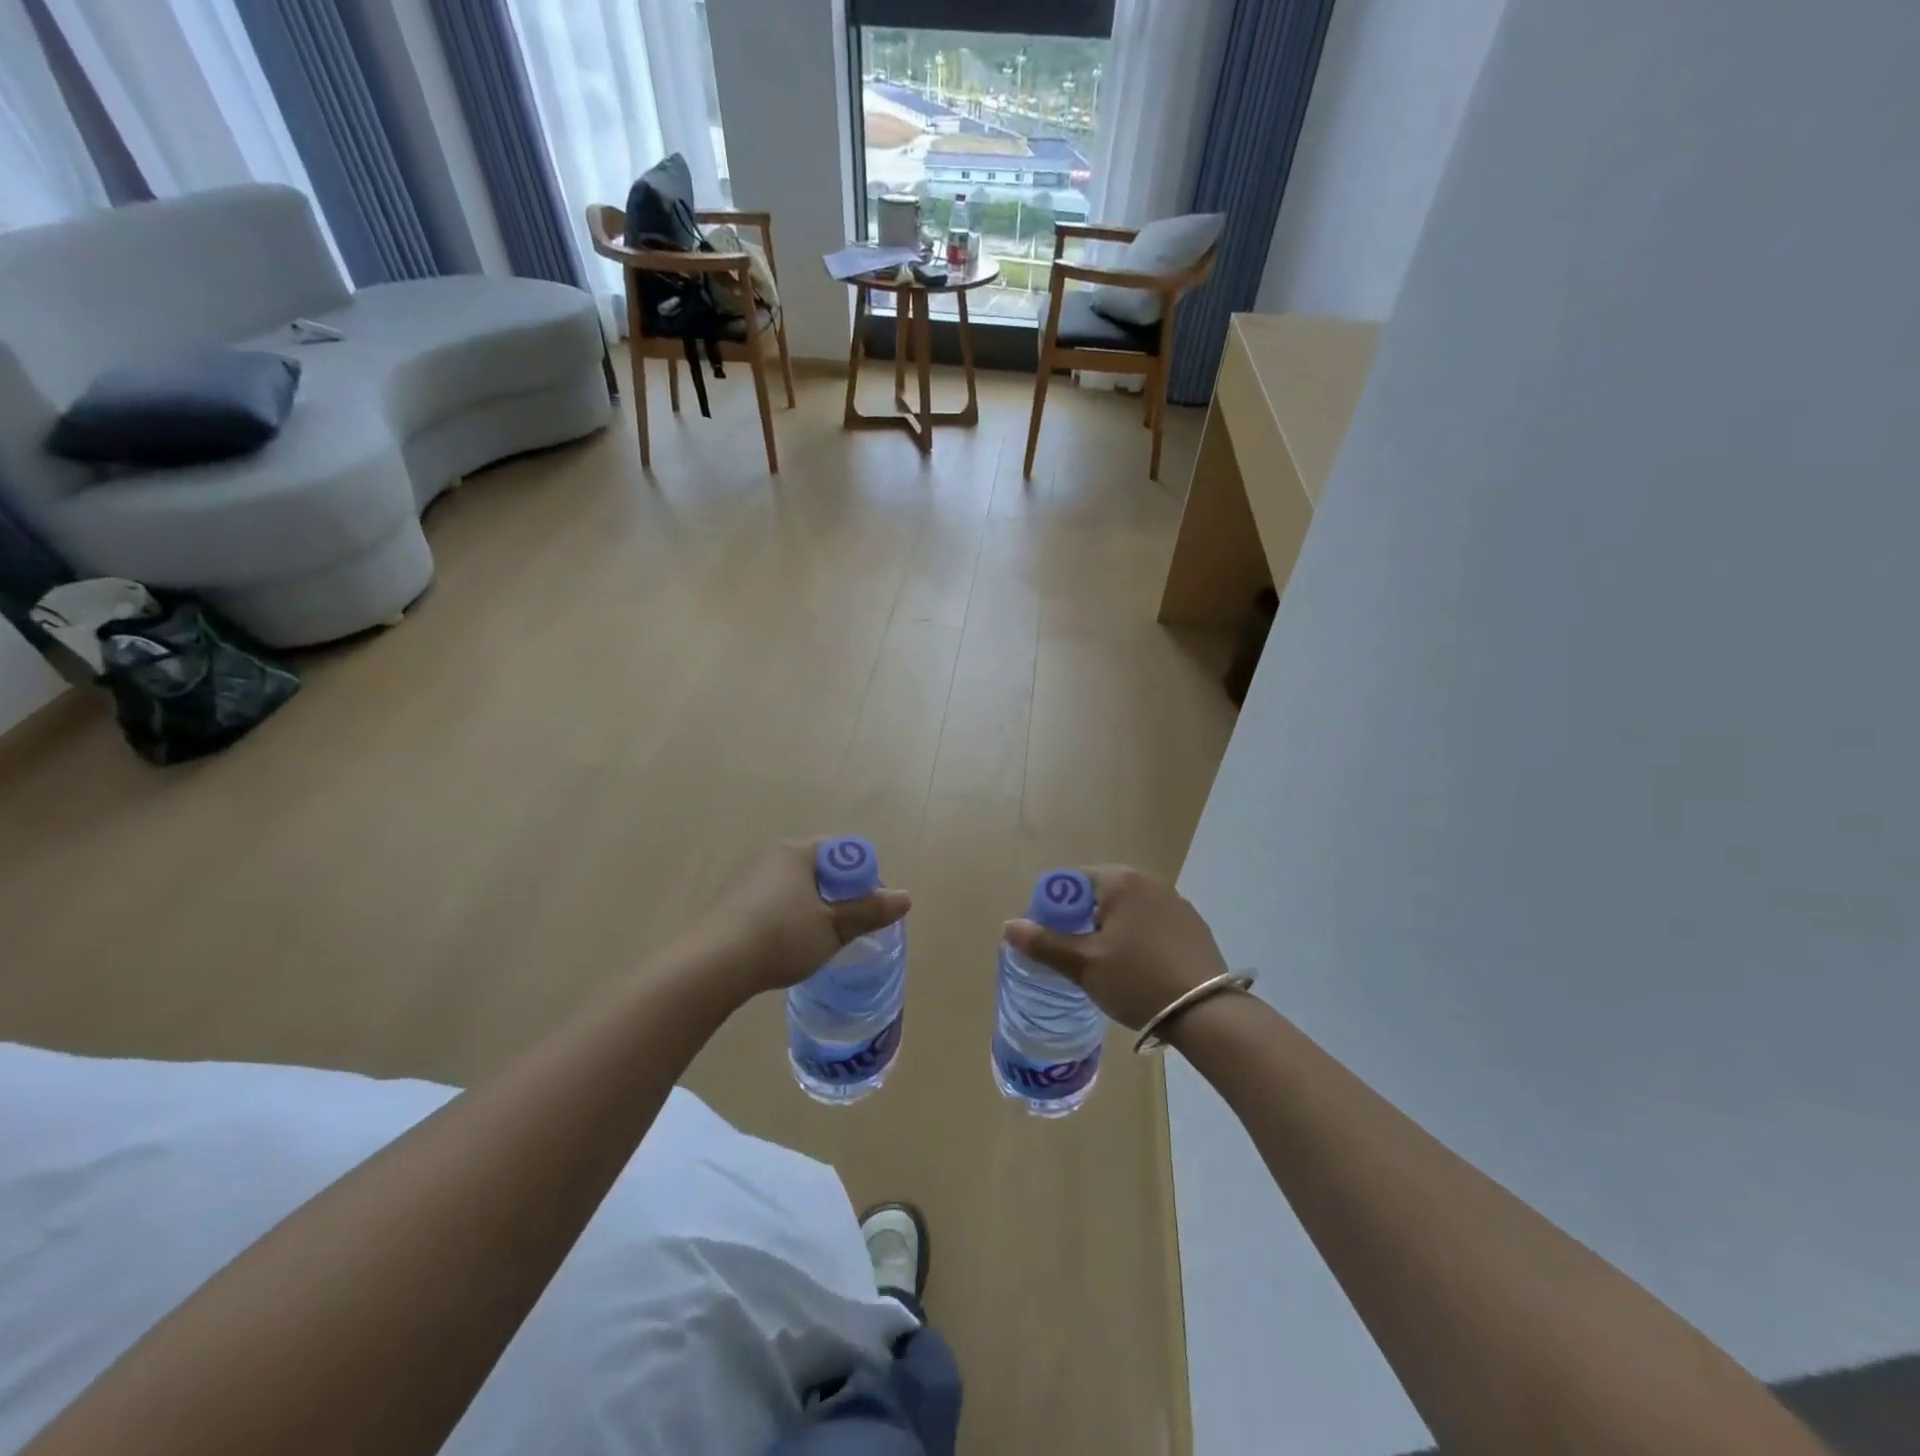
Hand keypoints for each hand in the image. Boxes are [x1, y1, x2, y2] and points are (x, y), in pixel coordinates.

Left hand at [691, 840, 910, 1000]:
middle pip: (817, 869)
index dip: (861, 877)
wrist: (714, 964)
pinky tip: (782, 946)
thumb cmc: (782, 936)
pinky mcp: (730, 902)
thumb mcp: (833, 927)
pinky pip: (770, 903)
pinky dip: (784, 918)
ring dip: (808, 908)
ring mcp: (746, 878)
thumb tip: (906, 897)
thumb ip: (868, 911)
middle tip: (845, 926)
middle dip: (835, 894)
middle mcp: (771, 856)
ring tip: (814, 940)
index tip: (867, 908)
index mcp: (797, 852)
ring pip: (792, 888)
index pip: (841, 852)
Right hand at [1003, 866, 1227, 1030]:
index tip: (1052, 941)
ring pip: (1127, 910)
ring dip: (1111, 929)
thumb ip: (1045, 943)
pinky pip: (1151, 923)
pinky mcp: (1192, 925)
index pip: (1073, 881)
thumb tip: (1010, 926)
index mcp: (1120, 881)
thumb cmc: (1137, 980)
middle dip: (1083, 920)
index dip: (1055, 909)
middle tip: (1076, 956)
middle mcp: (1149, 881)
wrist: (1206, 1012)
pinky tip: (1140, 969)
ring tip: (1107, 966)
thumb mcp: (1084, 965)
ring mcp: (1175, 902)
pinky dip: (1138, 938)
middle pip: (1100, 894)